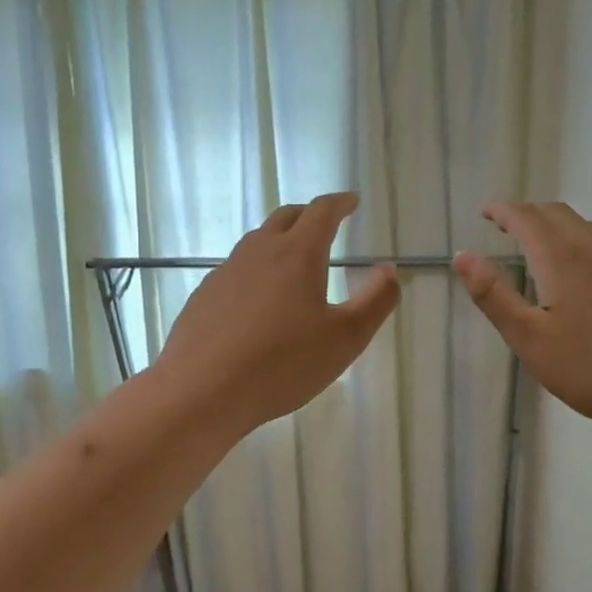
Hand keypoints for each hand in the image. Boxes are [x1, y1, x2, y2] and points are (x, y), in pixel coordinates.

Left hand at [156, 193, 401, 432]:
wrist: (203, 391)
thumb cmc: (283, 364)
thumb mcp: (345, 339)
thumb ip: (375, 301)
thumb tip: (389, 270)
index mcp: (297, 255)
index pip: (321, 212)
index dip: (340, 203)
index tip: (351, 201)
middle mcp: (258, 252)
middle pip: (285, 218)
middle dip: (309, 215)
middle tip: (324, 224)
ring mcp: (225, 273)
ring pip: (256, 243)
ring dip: (279, 241)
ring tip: (292, 261)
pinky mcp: (204, 297)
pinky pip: (236, 272)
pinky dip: (255, 272)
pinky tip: (256, 302)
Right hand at [455, 202, 591, 442]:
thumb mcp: (530, 339)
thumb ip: (494, 296)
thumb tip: (462, 256)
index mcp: (563, 259)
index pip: (527, 218)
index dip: (503, 211)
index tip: (485, 212)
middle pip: (559, 214)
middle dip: (528, 214)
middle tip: (506, 227)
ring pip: (588, 227)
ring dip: (558, 226)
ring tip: (542, 245)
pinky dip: (583, 244)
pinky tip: (584, 275)